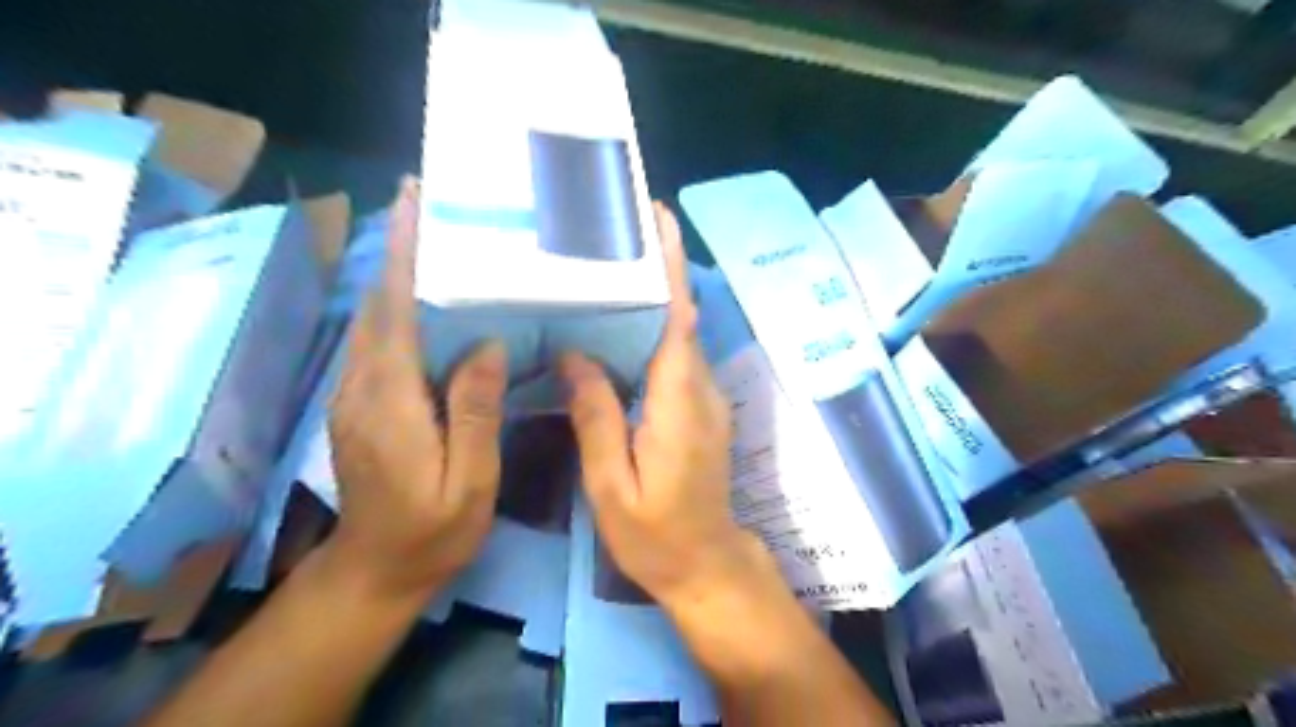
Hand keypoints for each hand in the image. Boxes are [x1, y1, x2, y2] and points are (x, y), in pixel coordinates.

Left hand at [323, 175, 504, 601]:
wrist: (376, 570)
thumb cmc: (433, 531)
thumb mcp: (470, 481)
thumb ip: (475, 412)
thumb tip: (486, 345)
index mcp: (392, 402)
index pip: (396, 311)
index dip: (405, 254)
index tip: (412, 203)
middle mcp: (363, 386)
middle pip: (379, 304)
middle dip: (401, 250)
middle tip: (435, 207)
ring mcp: (354, 394)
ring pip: (373, 319)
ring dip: (399, 275)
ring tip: (437, 240)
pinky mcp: (358, 403)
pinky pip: (377, 341)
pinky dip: (398, 308)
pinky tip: (430, 302)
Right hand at [559, 201, 766, 606]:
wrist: (706, 564)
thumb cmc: (655, 533)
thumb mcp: (611, 484)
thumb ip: (596, 417)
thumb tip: (575, 356)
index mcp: (678, 400)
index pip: (678, 318)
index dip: (671, 266)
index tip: (658, 219)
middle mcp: (699, 388)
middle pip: (679, 316)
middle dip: (656, 269)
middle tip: (614, 231)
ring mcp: (704, 398)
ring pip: (677, 334)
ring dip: (652, 297)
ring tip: (606, 267)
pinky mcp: (699, 408)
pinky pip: (674, 357)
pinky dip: (651, 331)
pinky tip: (616, 327)